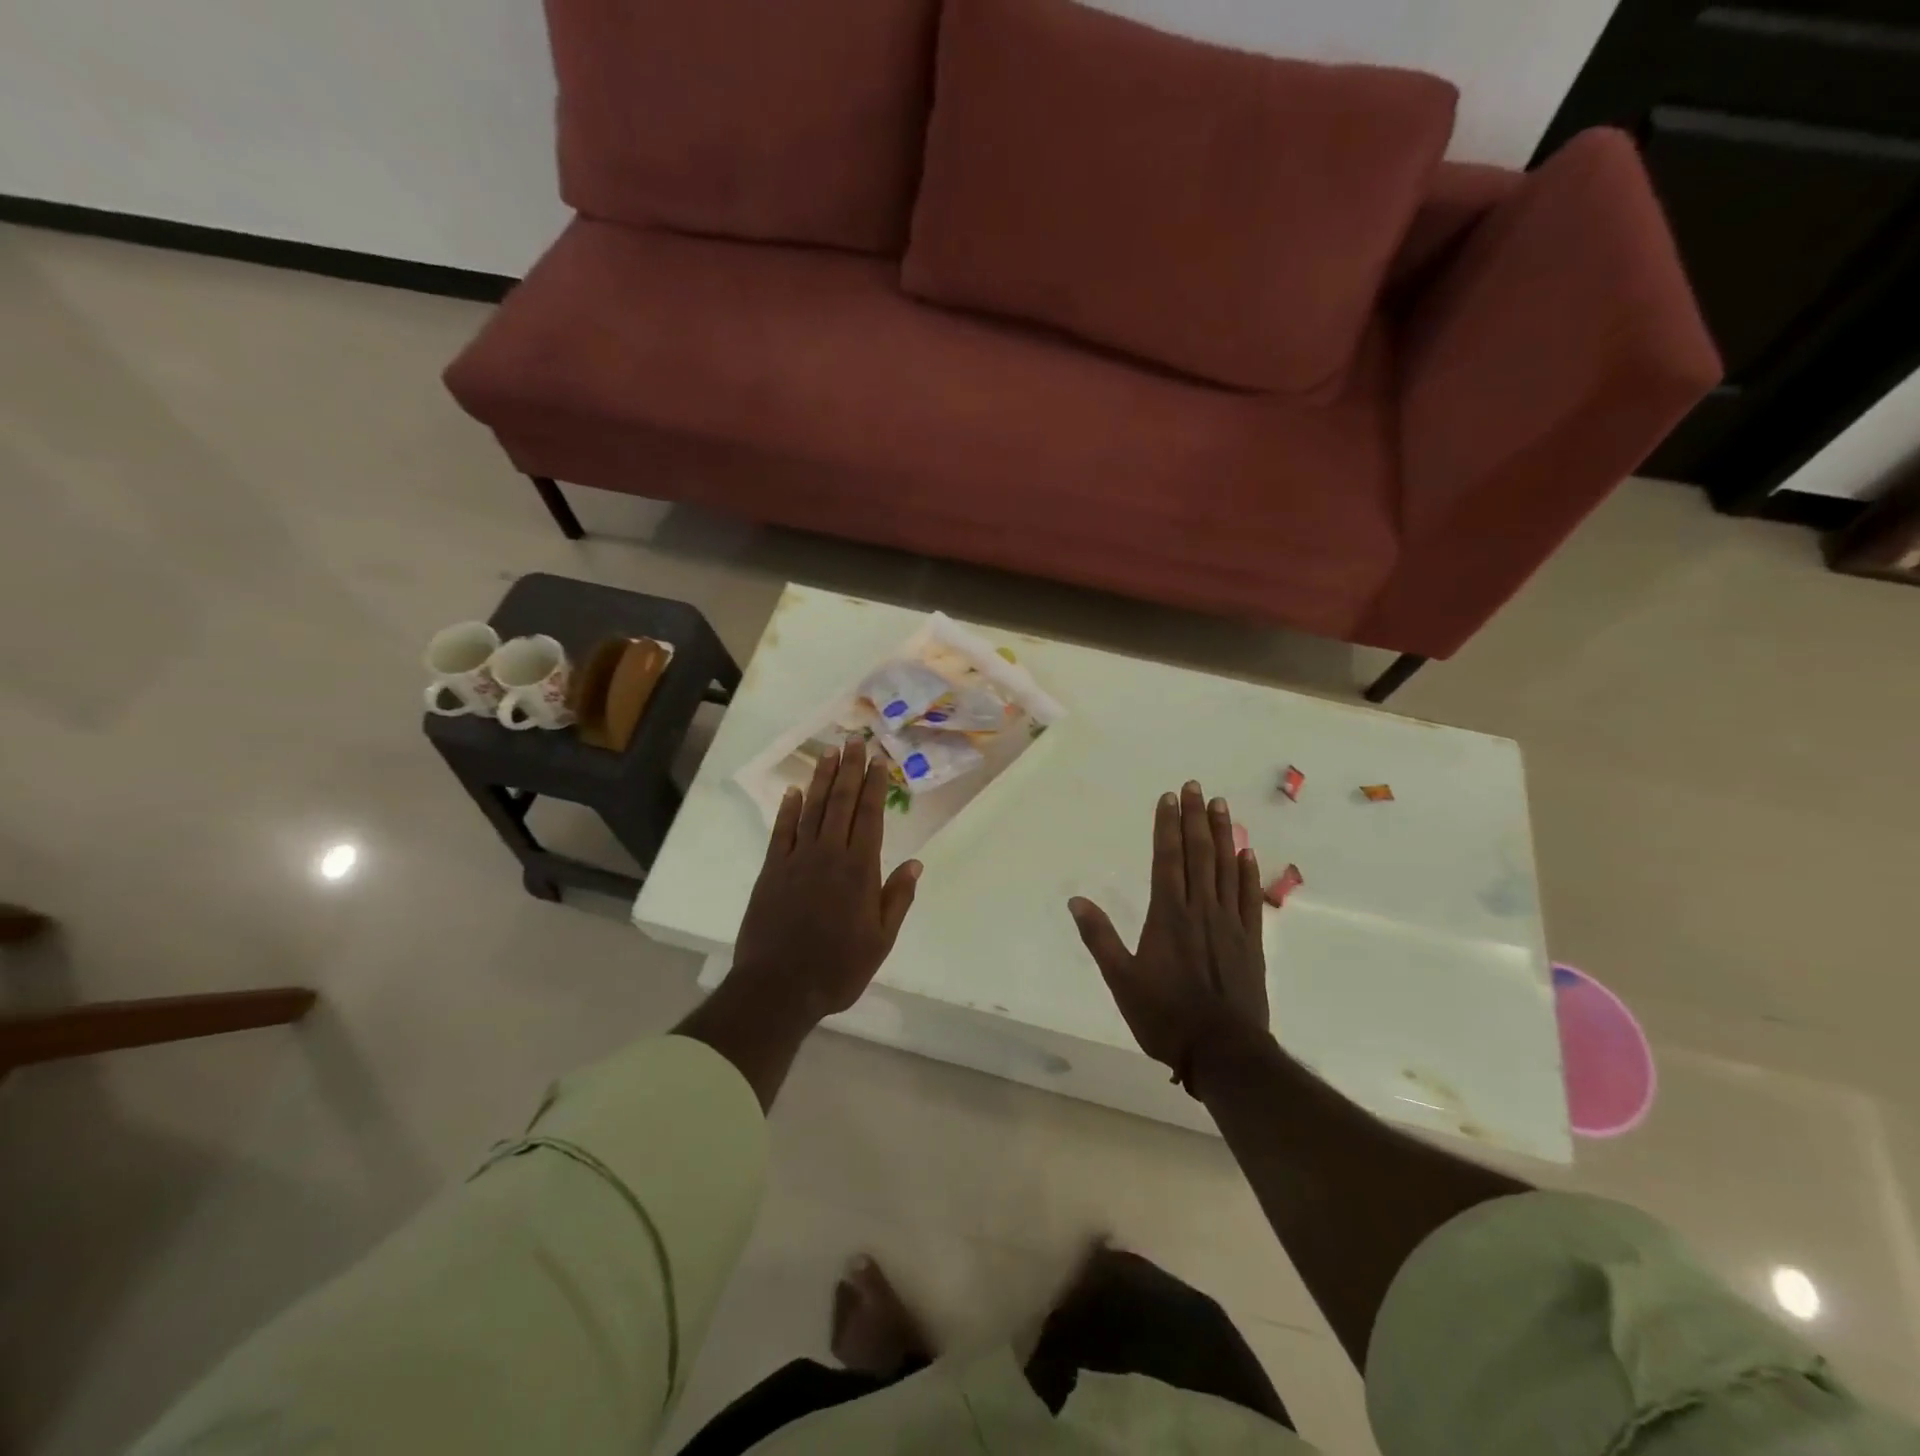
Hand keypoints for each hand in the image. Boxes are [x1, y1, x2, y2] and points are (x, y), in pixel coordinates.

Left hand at [731, 738, 921, 1021]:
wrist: (779, 988)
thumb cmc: (837, 968)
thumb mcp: (880, 940)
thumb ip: (897, 898)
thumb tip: (915, 863)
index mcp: (859, 870)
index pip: (870, 816)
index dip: (874, 785)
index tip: (878, 760)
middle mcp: (829, 855)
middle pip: (840, 803)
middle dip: (849, 770)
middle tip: (854, 740)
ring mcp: (797, 860)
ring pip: (812, 810)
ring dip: (821, 780)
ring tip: (829, 753)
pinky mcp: (772, 871)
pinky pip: (781, 832)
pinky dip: (787, 809)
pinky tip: (793, 791)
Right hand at [1068, 781, 1268, 1093]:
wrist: (1223, 1051)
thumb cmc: (1165, 1016)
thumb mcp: (1121, 980)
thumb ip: (1099, 937)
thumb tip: (1076, 900)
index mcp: (1168, 916)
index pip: (1167, 859)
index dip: (1167, 826)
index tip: (1168, 797)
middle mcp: (1200, 910)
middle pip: (1198, 854)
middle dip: (1195, 818)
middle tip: (1196, 787)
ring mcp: (1229, 923)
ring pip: (1226, 868)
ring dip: (1222, 834)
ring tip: (1221, 805)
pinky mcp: (1251, 941)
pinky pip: (1250, 897)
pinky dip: (1248, 872)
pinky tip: (1247, 852)